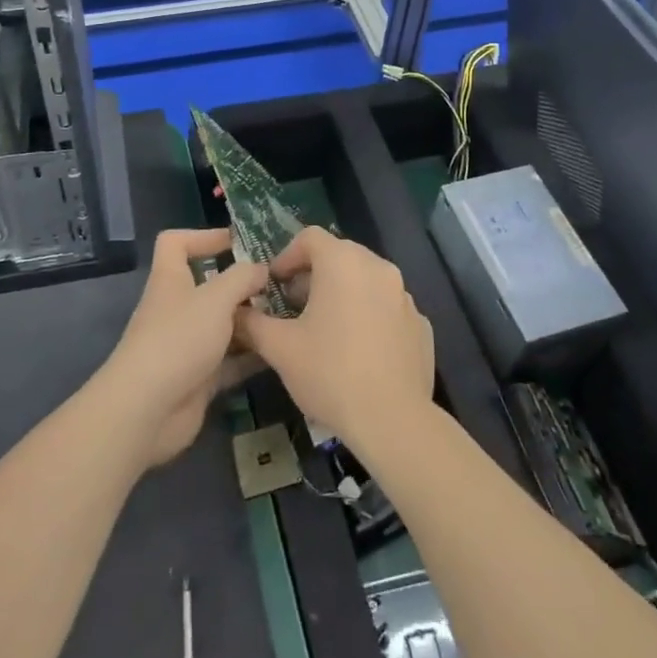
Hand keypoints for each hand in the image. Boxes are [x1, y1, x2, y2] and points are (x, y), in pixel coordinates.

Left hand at [99, 228, 269, 466]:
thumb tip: (261, 268)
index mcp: (171, 279)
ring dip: (251, 321)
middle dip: (242, 284)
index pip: (176, 243)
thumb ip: (242, 278)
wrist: (147, 410)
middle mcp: (177, 308)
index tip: (239, 243)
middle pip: (209, 286)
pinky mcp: (198, 377)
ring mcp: (187, 344)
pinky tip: (280, 351)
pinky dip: (251, 355)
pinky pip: (230, 360)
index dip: (203, 236)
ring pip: (223, 324)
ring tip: (289, 316)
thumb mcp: (215, 298)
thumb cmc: (178, 340)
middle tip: (281, 284)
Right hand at [234, 227, 433, 450]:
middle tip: (294, 306)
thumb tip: (235, 312)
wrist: (392, 420)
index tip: (275, 284)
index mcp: (343, 262)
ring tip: (325, 329)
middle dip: (313, 275)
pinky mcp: (421, 324)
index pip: (310, 237)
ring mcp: (405, 296)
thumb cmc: (329, 373)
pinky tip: (358, 351)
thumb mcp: (279, 348)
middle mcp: (379, 268)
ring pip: (366, 281)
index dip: (287, 256)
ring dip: (343, 294)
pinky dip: (370, 316)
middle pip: (340, 255)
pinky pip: (387, 308)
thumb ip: (252, 323)